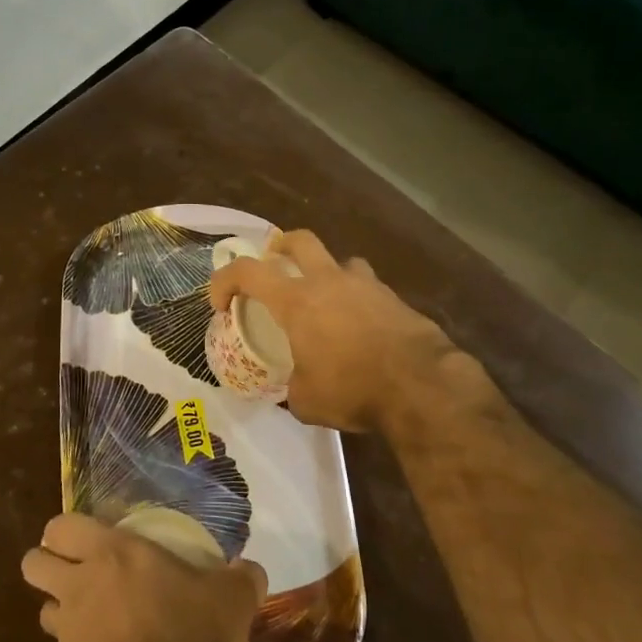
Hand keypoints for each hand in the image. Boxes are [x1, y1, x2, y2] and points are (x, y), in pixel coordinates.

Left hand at [22, 513, 265, 641]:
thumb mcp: (232, 603)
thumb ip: (241, 578)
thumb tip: (249, 570)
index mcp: (113, 555)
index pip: (62, 525)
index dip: (69, 529)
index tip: (93, 538)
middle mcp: (79, 587)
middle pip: (33, 562)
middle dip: (48, 562)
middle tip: (81, 570)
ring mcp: (68, 634)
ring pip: (43, 606)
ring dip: (60, 607)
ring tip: (95, 616)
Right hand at [209, 229, 454, 432]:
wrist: (421, 384)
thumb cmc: (352, 388)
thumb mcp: (306, 400)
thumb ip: (293, 388)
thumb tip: (294, 389)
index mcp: (297, 301)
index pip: (247, 272)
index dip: (225, 280)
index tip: (220, 303)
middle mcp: (329, 282)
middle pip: (300, 241)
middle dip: (281, 246)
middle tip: (275, 262)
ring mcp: (366, 286)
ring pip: (342, 261)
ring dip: (328, 273)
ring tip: (328, 299)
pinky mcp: (395, 300)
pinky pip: (370, 289)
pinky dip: (360, 300)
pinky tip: (363, 328)